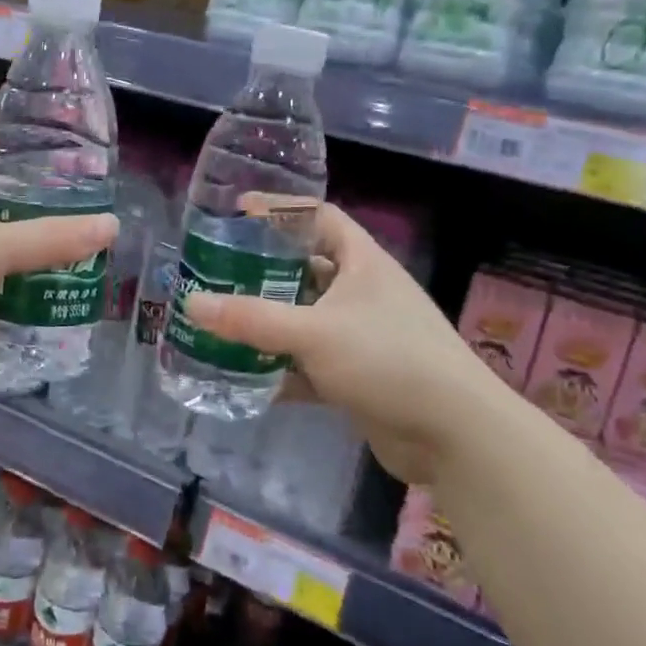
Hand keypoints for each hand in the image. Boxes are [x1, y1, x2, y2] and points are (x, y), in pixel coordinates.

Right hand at [183, 203, 505, 481]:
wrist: (454, 435)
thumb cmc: (389, 360)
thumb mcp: (314, 332)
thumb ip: (251, 319)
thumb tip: (190, 303)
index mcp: (362, 263)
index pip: (319, 217)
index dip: (281, 209)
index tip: (238, 212)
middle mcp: (363, 293)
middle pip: (306, 269)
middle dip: (263, 271)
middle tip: (218, 273)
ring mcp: (363, 336)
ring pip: (305, 319)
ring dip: (269, 323)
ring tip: (222, 321)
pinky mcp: (359, 377)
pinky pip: (310, 364)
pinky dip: (282, 369)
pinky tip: (247, 377)